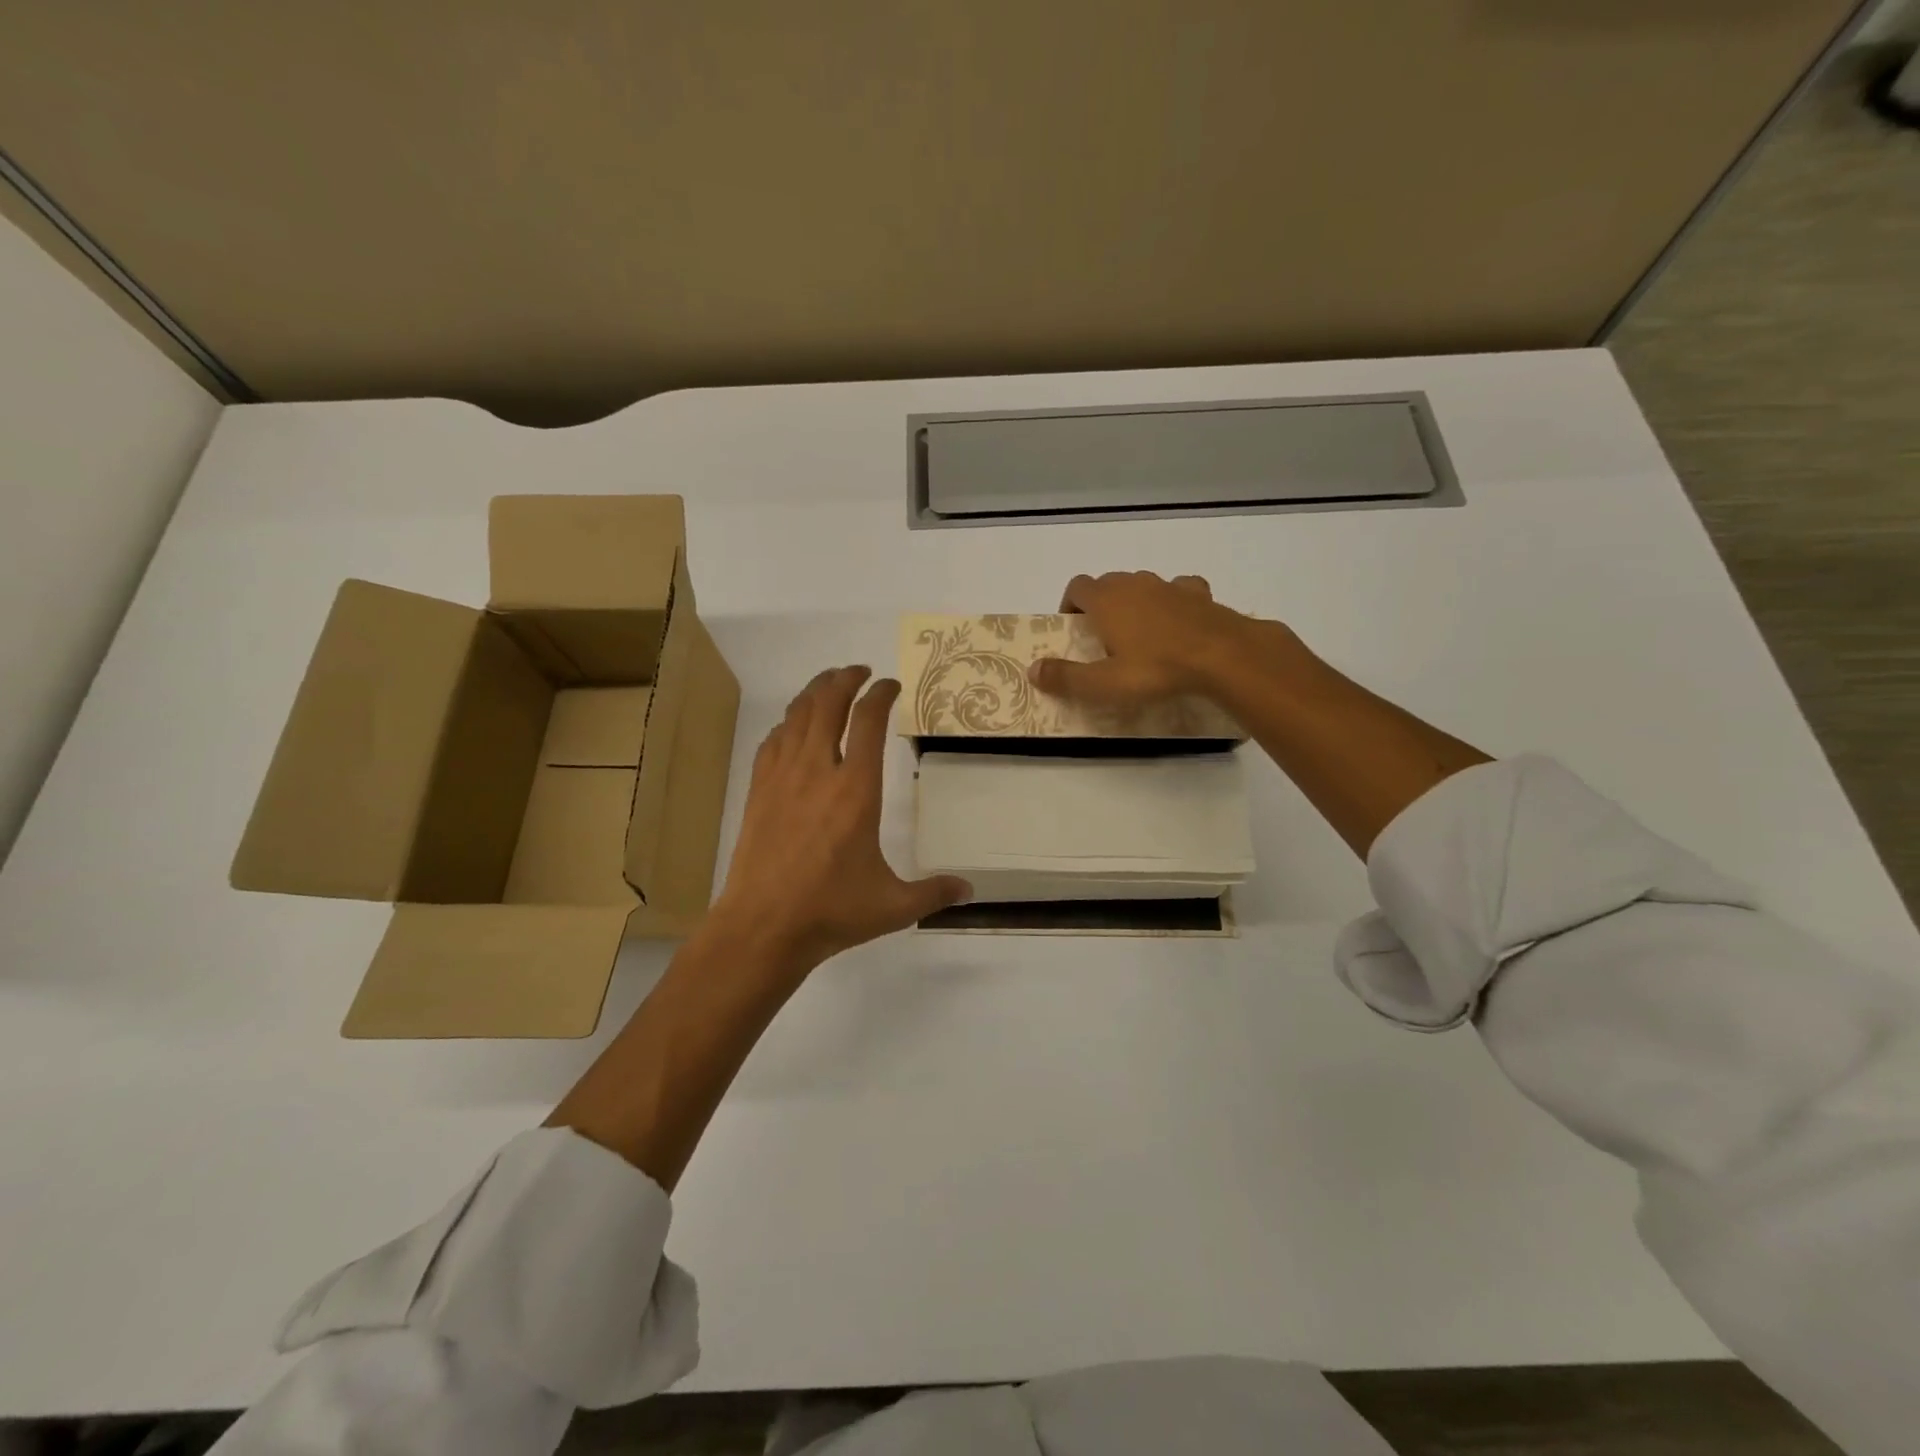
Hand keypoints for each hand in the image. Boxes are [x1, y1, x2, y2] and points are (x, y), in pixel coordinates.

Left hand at [711, 666, 969, 974]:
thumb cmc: (831, 911)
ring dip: (814, 692)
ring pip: (797, 716)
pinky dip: (787, 723)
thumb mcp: (893, 905)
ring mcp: (782, 779)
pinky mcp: (758, 792)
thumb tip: (969, 890)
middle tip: (859, 672)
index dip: (881, 694)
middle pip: (828, 703)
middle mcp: (818, 772)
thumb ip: (934, 893)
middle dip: (845, 678)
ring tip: (829, 684)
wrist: (762, 927)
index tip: (891, 686)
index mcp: (857, 790)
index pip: (869, 720)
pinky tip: (793, 726)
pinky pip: (773, 741)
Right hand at [1027, 571, 1273, 707]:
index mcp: (1107, 600)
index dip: (1071, 604)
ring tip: (1140, 633)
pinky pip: (1179, 589)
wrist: (1222, 655)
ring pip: (1142, 584)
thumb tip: (1031, 670)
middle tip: (1104, 638)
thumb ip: (1065, 677)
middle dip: (1101, 604)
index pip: (1077, 586)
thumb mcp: (1104, 683)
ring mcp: (1169, 585)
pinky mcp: (1199, 594)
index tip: (1073, 628)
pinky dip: (1173, 601)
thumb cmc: (1155, 669)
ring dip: (1135, 602)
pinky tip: (1179, 622)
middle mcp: (1134, 583)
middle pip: (1108, 583)